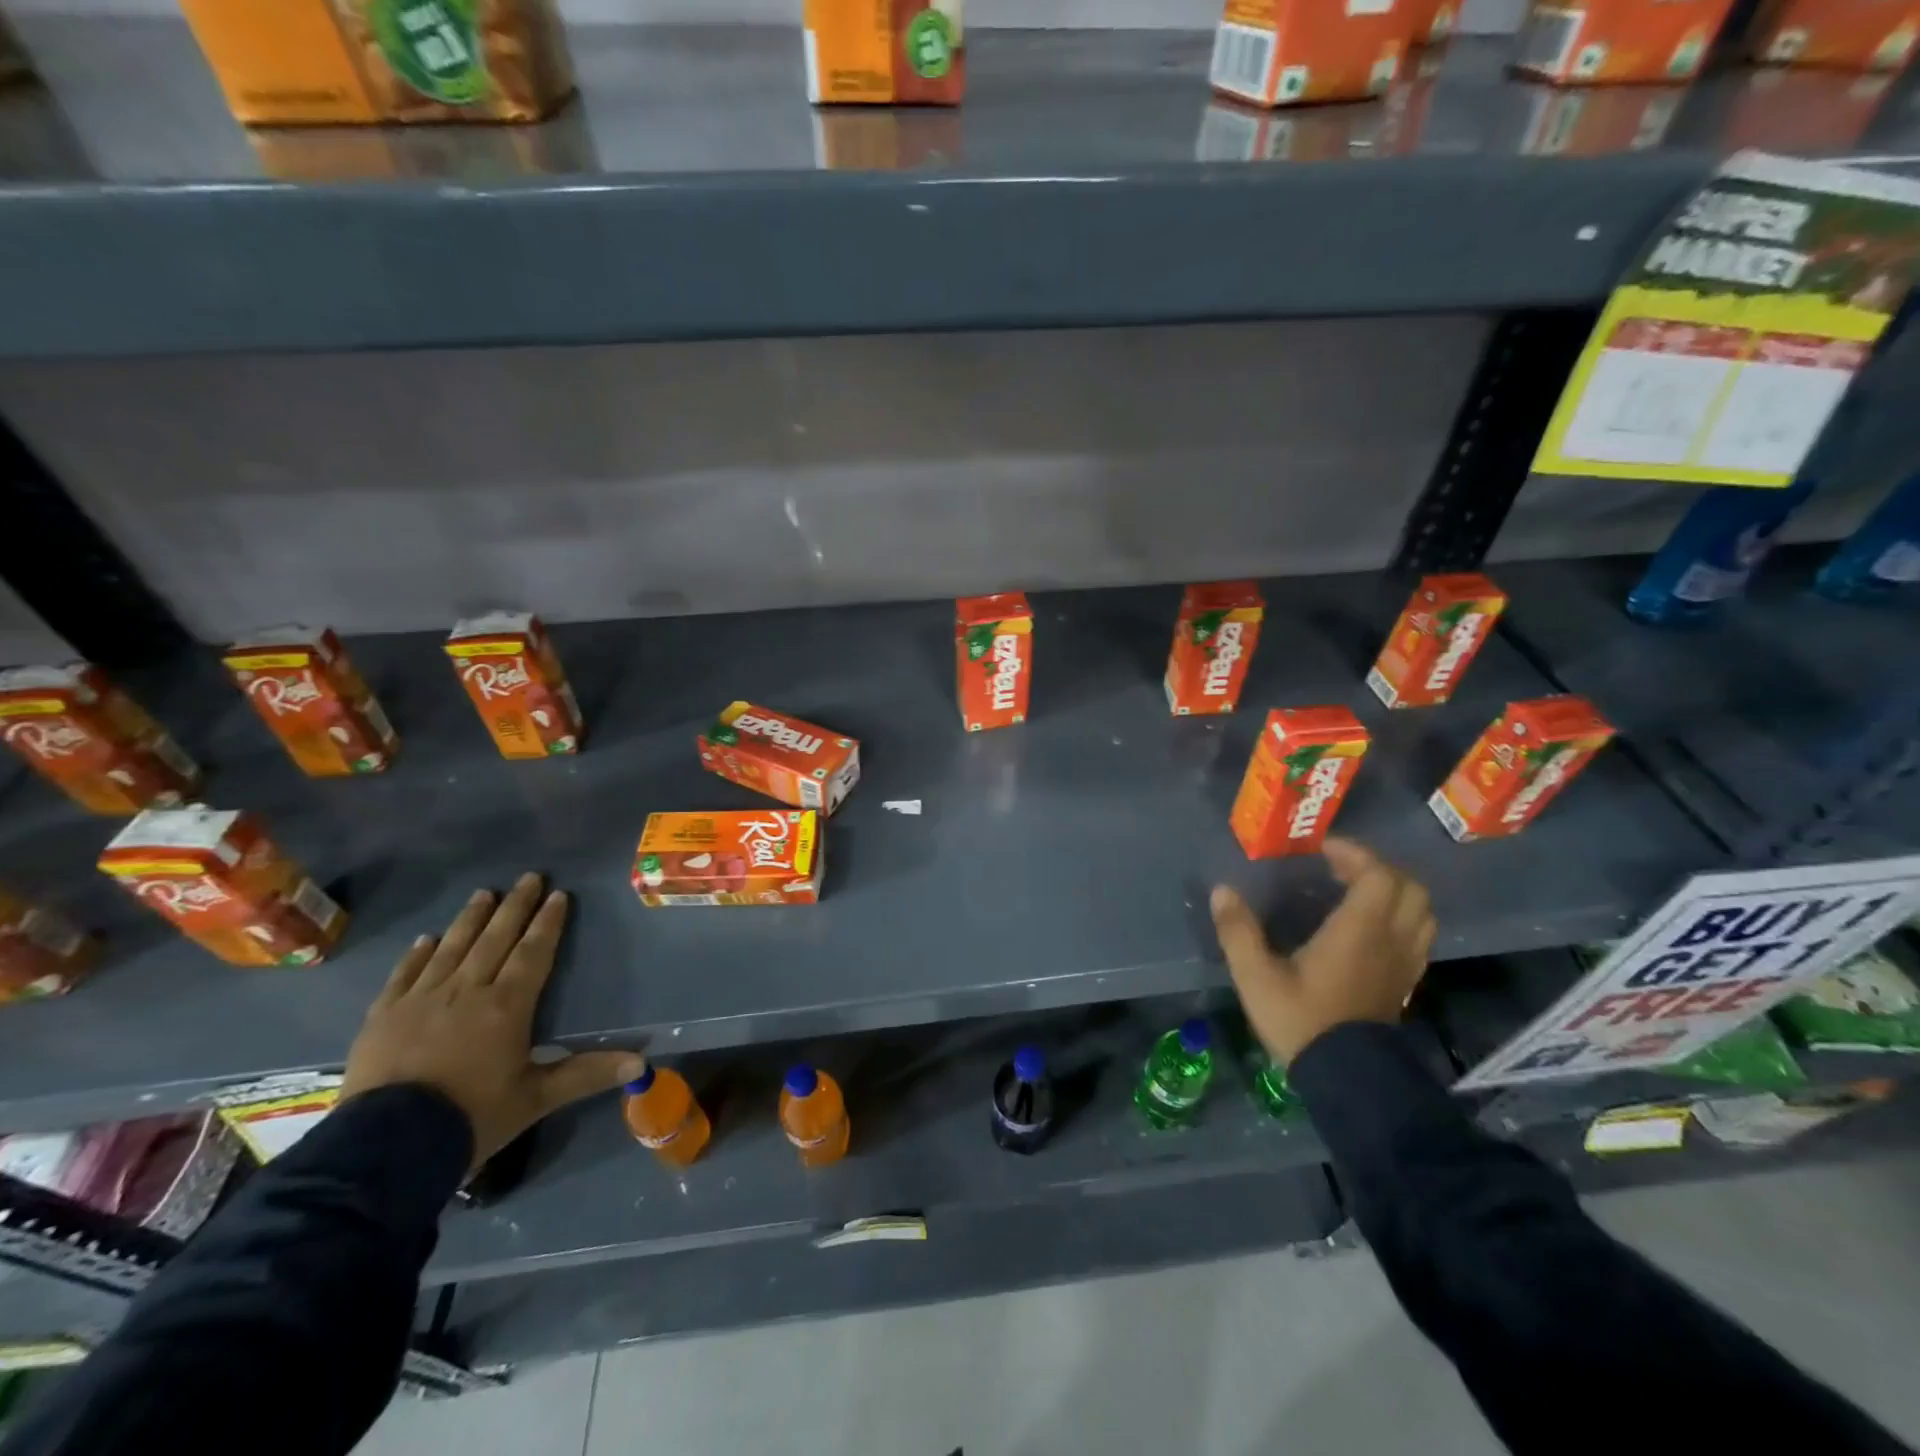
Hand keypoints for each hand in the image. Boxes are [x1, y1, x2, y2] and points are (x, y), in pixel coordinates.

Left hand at [343, 873, 641, 1170]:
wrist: (384, 1148)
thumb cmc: (471, 1118)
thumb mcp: (536, 1099)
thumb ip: (587, 1074)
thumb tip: (640, 1061)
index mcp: (507, 1006)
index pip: (533, 953)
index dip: (547, 923)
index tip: (558, 895)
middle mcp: (466, 991)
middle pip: (495, 939)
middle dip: (515, 907)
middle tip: (529, 877)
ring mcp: (420, 1000)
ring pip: (452, 948)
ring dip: (470, 919)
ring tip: (484, 893)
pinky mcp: (383, 1017)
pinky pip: (404, 975)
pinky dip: (417, 954)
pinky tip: (427, 939)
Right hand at [1211, 837, 1435, 1064]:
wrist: (1347, 1079)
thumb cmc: (1302, 1021)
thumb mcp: (1256, 976)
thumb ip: (1238, 931)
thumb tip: (1222, 891)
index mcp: (1359, 931)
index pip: (1377, 874)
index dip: (1354, 853)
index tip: (1322, 849)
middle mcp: (1390, 940)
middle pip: (1409, 887)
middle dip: (1377, 867)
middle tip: (1341, 867)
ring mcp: (1404, 963)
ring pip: (1421, 912)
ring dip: (1394, 892)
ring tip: (1357, 892)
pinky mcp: (1405, 982)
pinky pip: (1417, 936)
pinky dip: (1400, 918)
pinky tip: (1368, 928)